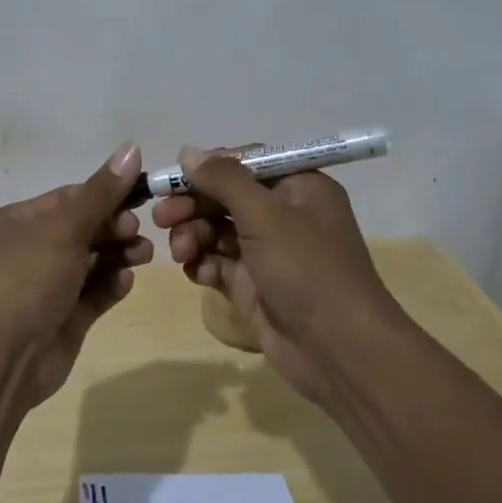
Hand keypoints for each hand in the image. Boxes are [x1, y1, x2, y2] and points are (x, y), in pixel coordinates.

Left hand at [0, 143, 154, 408]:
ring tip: (145, 254)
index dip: (104, 195)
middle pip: (81, 230)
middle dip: (113, 227)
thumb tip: (132, 148)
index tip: (140, 195)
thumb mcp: (64, 228)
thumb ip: (102, 192)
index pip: (68, 199)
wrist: (0, 357)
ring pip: (90, 262)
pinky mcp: (63, 319)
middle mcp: (29, 251)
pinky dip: (111, 285)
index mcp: (16, 222)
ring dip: (118, 254)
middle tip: (138, 231)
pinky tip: (127, 280)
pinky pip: (93, 295)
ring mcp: (45, 287)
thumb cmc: (26, 278)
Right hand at [151, 147, 397, 402]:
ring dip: (193, 236)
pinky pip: (218, 263)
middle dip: (193, 206)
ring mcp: (267, 252)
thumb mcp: (266, 215)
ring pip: (216, 230)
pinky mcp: (253, 285)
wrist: (339, 350)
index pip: (245, 164)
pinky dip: (204, 264)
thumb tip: (187, 152)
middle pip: (225, 197)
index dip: (208, 169)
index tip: (173, 179)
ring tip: (181, 253)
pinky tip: (198, 274)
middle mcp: (283, 214)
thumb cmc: (307, 269)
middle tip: (162, 218)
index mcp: (298, 187)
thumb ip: (224, 180)